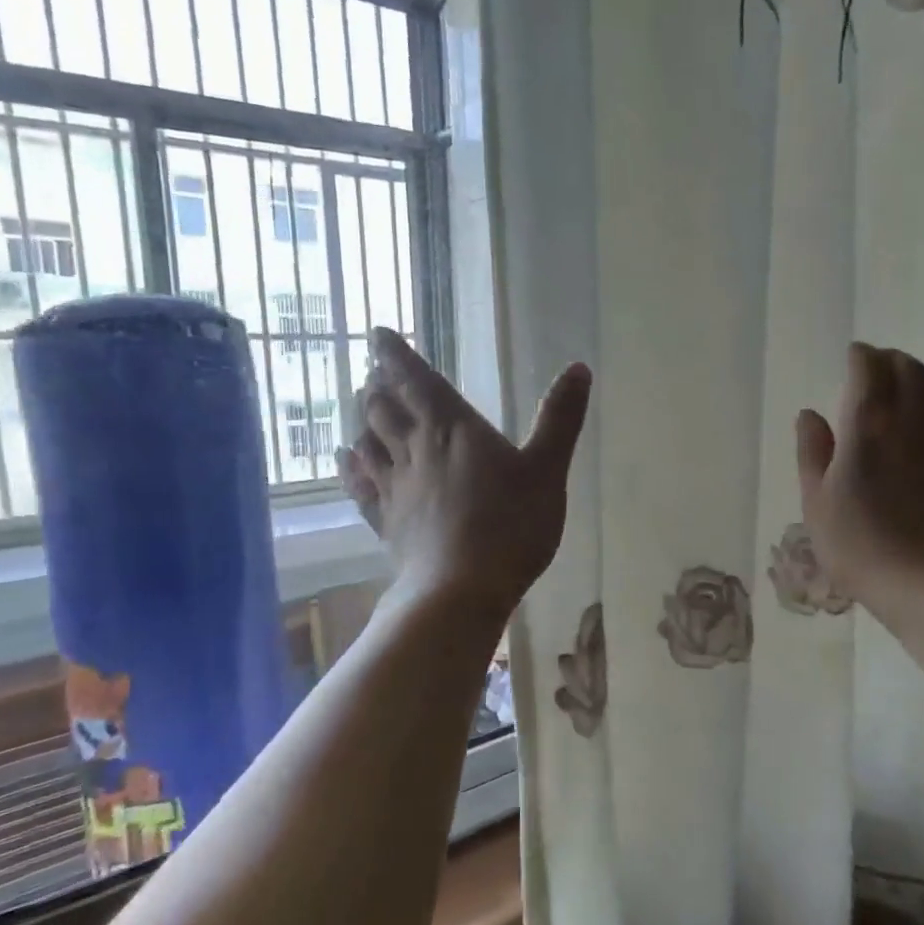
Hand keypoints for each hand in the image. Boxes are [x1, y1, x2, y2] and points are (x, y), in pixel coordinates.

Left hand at [336, 329, 590, 619]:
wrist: (461, 590)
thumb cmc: (512, 525)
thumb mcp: (548, 469)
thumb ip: (560, 419)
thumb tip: (578, 367)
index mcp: (452, 429)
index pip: (416, 380)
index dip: (395, 354)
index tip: (376, 334)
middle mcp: (416, 449)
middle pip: (384, 409)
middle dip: (379, 387)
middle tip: (374, 373)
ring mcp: (396, 488)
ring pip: (369, 442)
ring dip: (363, 421)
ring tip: (361, 408)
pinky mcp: (387, 523)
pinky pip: (361, 487)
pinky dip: (351, 468)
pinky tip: (345, 460)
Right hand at [795, 343, 923, 617]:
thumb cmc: (857, 544)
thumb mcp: (815, 500)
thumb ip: (812, 450)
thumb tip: (810, 414)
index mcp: (868, 424)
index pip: (869, 368)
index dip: (859, 356)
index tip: (850, 356)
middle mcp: (910, 420)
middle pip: (907, 368)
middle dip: (887, 359)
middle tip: (869, 368)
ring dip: (911, 377)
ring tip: (892, 389)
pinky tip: (916, 421)